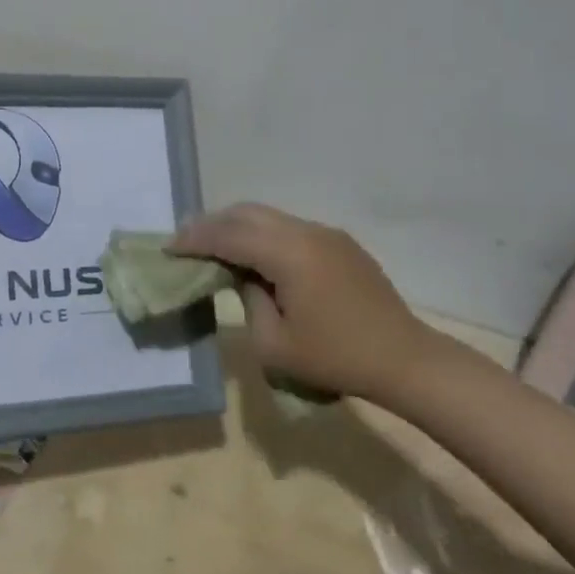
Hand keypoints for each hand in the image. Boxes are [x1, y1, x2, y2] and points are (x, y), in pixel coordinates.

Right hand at [172, 203, 438, 401]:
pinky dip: (262, 234)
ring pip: (268, 216)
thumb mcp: (274, 344)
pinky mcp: (339, 243)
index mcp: (288, 254)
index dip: (195, 239)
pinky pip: (289, 227)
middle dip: (212, 223)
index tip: (169, 247)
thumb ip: (248, 301)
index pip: (228, 236)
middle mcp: (305, 232)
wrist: (405, 359)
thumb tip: (243, 277)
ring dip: (237, 226)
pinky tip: (255, 256)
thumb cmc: (336, 358)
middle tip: (186, 241)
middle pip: (246, 213)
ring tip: (214, 245)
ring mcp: (325, 233)